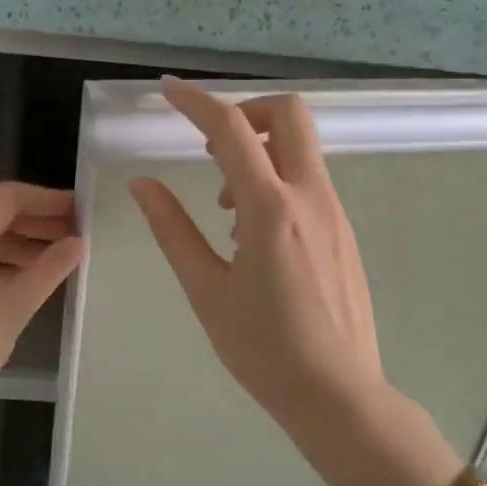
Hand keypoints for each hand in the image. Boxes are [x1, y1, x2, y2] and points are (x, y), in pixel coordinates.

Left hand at [0, 182, 82, 435]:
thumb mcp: (11, 309)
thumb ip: (47, 272)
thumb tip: (77, 243)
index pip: (8, 198)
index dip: (47, 199)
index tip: (82, 210)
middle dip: (40, 222)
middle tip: (80, 235)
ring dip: (27, 245)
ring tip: (64, 260)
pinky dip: (9, 265)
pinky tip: (33, 283)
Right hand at [129, 78, 384, 439]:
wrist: (337, 394)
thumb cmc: (263, 349)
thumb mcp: (206, 290)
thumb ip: (172, 230)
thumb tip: (142, 184)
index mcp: (270, 210)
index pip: (231, 130)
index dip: (196, 101)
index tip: (167, 91)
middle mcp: (310, 197)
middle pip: (289, 115)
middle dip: (245, 112)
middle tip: (210, 147)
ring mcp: (334, 213)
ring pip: (301, 148)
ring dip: (259, 152)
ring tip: (225, 208)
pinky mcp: (344, 232)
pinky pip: (309, 181)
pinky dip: (276, 180)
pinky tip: (253, 233)